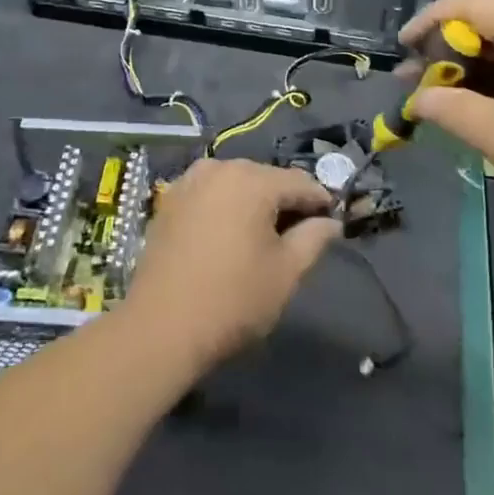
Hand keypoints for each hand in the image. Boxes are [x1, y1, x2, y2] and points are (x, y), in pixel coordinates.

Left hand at [123, 158, 340, 374]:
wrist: (160, 327)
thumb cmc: (232, 300)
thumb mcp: (285, 273)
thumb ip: (313, 239)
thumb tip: (330, 222)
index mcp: (252, 179)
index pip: (300, 182)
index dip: (320, 201)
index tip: (332, 221)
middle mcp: (220, 167)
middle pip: (266, 178)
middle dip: (284, 201)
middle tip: (297, 235)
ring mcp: (191, 180)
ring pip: (236, 184)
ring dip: (253, 203)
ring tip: (262, 238)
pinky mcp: (170, 198)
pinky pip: (210, 193)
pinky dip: (225, 207)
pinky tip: (227, 236)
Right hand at [400, 0, 493, 246]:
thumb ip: (451, 110)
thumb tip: (417, 99)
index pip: (469, 4)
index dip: (428, 23)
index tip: (400, 50)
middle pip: (492, 23)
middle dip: (449, 52)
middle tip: (418, 85)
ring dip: (476, 70)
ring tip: (447, 101)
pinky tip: (492, 110)